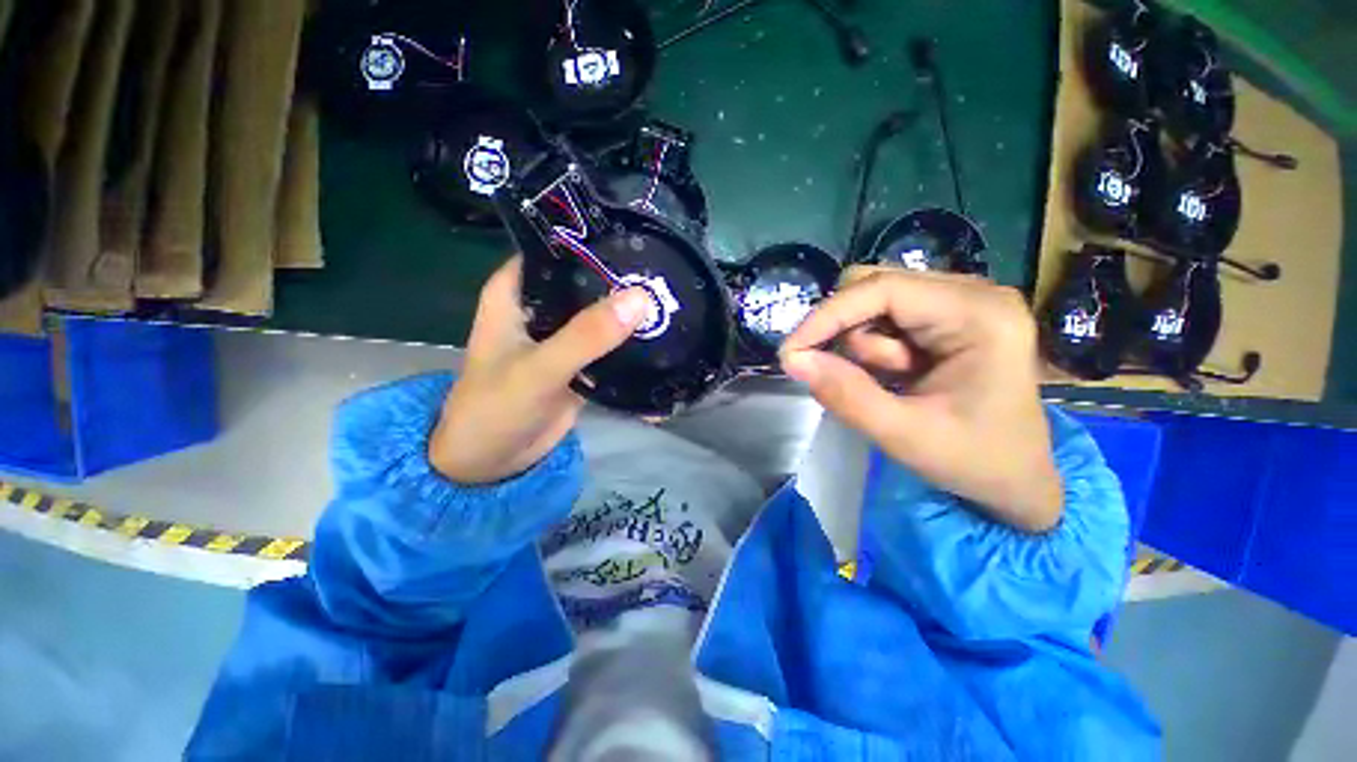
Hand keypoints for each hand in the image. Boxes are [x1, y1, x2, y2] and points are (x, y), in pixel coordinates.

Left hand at [430, 257, 650, 483]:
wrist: (492, 462)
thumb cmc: (497, 408)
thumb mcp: (540, 368)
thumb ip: (587, 335)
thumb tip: (640, 298)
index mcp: (517, 292)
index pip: (557, 249)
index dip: (593, 240)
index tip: (636, 234)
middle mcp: (541, 307)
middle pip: (586, 280)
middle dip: (621, 278)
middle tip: (665, 271)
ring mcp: (563, 336)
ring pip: (601, 312)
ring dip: (629, 311)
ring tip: (671, 296)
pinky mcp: (579, 361)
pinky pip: (609, 343)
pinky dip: (630, 341)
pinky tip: (661, 333)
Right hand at [780, 268, 1062, 531]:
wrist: (1017, 479)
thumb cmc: (974, 461)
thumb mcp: (904, 435)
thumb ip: (845, 395)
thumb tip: (793, 359)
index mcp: (979, 315)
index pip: (884, 288)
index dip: (828, 315)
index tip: (791, 352)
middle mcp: (972, 293)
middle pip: (875, 286)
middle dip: (848, 333)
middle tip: (851, 375)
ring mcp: (960, 301)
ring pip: (873, 302)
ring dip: (864, 345)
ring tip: (893, 384)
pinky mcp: (945, 316)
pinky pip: (884, 317)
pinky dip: (873, 348)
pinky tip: (897, 375)